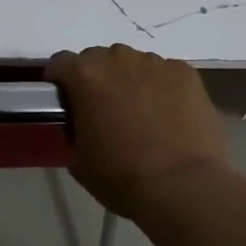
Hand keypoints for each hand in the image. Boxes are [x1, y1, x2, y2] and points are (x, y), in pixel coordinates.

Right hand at [46, 44, 230, 217]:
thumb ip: (73, 128)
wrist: (184, 188)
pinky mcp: (185, 72)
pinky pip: (165, 74)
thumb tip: (81, 123)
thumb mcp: (78, 159)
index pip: (60, 63)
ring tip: (143, 115)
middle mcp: (118, 58)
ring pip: (134, 65)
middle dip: (98, 80)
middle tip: (106, 112)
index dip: (60, 82)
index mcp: (85, 75)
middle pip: (99, 59)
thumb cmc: (122, 177)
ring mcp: (155, 62)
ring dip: (131, 82)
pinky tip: (170, 117)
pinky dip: (162, 89)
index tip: (66, 103)